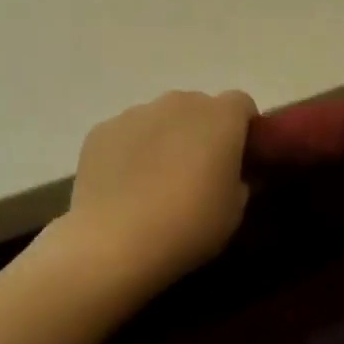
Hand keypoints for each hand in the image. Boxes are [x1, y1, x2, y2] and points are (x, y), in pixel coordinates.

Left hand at [55, 90, 257, 300]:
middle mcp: (179, 103)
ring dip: (166, 141)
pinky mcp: (101, 131)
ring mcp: (135, 114)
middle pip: (199, 108)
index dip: (243, 130)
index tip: (240, 159)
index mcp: (220, 118)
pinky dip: (131, 152)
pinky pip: (126, 135)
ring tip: (156, 184)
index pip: (241, 104)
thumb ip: (241, 182)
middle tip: (199, 174)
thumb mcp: (234, 212)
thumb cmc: (189, 225)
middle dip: (203, 133)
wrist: (115, 241)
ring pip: (160, 120)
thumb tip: (234, 175)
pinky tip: (126, 188)